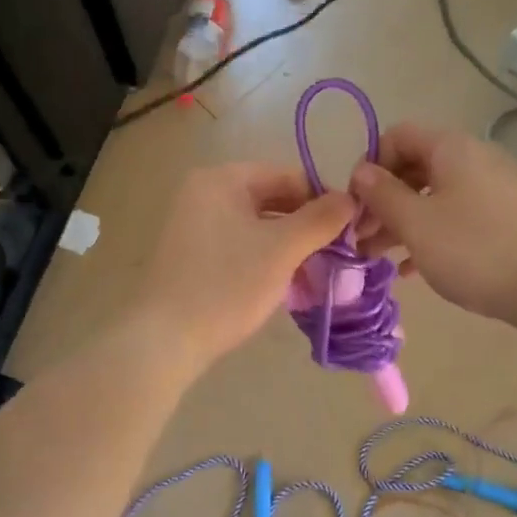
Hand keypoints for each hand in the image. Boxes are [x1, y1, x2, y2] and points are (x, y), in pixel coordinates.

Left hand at [135, 162, 355, 368]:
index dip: (323, 199)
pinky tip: (287, 279)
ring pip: (258, 223)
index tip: (351, 229)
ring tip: (317, 268)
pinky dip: (266, 255)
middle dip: (306, 223)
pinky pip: (241, 242)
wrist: (164, 340)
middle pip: (272, 198)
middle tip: (338, 252)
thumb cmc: (226, 286)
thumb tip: (351, 199)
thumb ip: (320, 220)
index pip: (287, 176)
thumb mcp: (281, 250)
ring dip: (289, 242)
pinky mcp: (193, 253)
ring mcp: (194, 223)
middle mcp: (204, 192)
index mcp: (221, 179)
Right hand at [349, 123, 516, 326]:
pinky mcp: (511, 217)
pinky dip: (434, 233)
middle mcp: (477, 157)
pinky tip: (414, 268)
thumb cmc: (473, 249)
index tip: (356, 203)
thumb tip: (361, 171)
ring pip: (437, 195)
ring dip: (404, 221)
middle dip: (384, 200)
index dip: (370, 165)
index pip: (398, 135)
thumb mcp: (416, 223)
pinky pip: (461, 215)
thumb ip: (382, 194)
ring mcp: (498, 187)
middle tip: (362, 236)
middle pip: (416, 167)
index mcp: (452, 148)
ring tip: (379, 256)